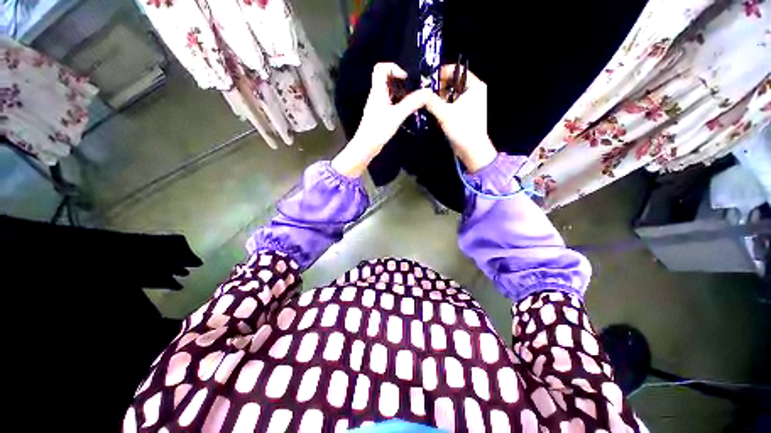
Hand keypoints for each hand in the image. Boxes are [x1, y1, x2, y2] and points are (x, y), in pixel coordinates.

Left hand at [332, 63, 431, 176]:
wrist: (367, 146)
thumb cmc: (379, 129)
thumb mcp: (397, 115)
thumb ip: (411, 103)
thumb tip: (427, 92)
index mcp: (377, 91)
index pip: (380, 68)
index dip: (393, 67)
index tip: (405, 77)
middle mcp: (377, 95)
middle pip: (387, 79)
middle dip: (401, 81)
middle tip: (414, 88)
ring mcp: (378, 105)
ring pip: (390, 92)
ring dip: (402, 92)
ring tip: (414, 99)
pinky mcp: (380, 114)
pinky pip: (391, 102)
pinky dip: (399, 103)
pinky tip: (408, 110)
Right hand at [425, 65, 496, 172]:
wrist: (472, 150)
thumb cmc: (462, 129)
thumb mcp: (444, 113)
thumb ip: (431, 101)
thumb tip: (420, 92)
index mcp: (475, 86)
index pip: (457, 71)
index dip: (442, 73)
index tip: (429, 81)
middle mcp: (475, 91)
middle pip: (454, 83)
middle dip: (440, 88)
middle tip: (427, 94)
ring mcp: (471, 103)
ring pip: (453, 94)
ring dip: (441, 98)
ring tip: (430, 103)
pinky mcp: (467, 113)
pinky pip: (454, 104)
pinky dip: (445, 106)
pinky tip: (436, 112)